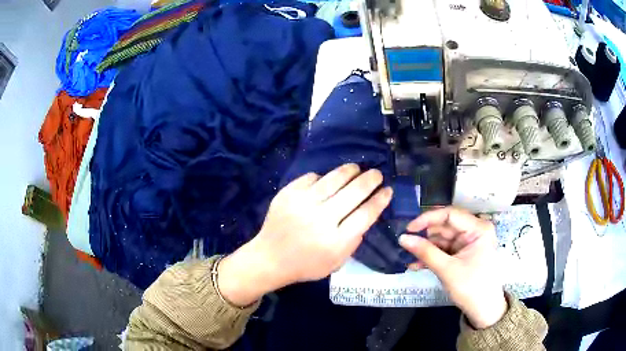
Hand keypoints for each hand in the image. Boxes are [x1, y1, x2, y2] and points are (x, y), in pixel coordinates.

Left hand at [218, 164, 392, 306]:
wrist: (269, 258)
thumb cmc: (306, 265)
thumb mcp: (337, 262)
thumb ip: (353, 240)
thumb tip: (366, 213)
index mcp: (336, 241)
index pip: (366, 214)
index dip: (380, 199)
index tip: (388, 190)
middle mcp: (321, 219)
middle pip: (354, 192)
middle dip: (370, 180)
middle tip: (377, 174)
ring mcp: (302, 204)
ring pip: (334, 179)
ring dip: (350, 171)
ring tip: (357, 169)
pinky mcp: (288, 194)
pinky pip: (312, 177)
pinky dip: (323, 177)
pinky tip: (327, 180)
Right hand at [399, 207, 505, 328]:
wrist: (483, 310)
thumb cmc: (471, 287)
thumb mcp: (447, 269)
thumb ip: (425, 252)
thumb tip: (402, 238)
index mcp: (478, 229)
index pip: (450, 214)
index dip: (428, 219)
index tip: (408, 229)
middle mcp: (474, 231)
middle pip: (445, 226)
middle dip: (425, 236)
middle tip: (404, 243)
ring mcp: (468, 243)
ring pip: (442, 239)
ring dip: (425, 248)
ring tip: (407, 256)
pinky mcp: (463, 254)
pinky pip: (444, 250)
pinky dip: (431, 256)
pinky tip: (416, 264)